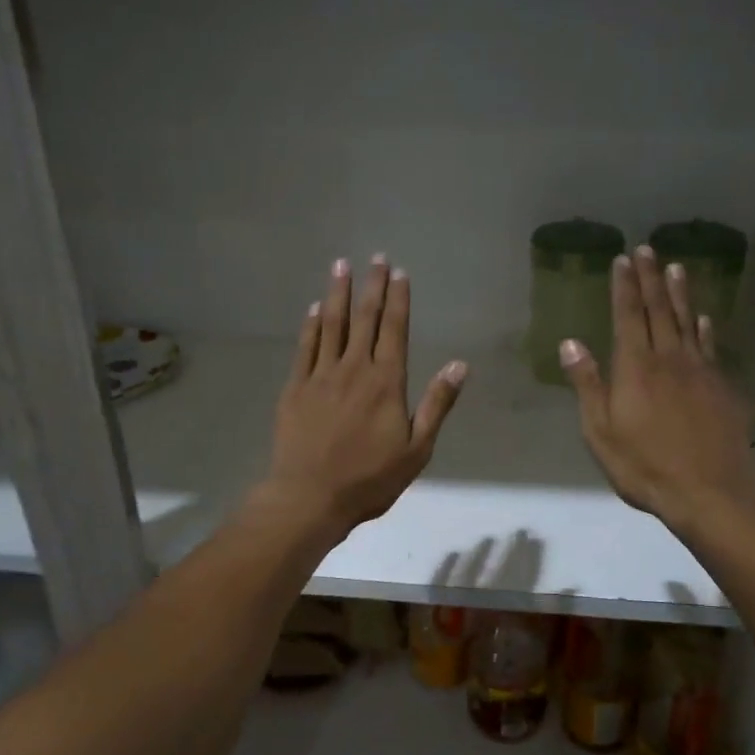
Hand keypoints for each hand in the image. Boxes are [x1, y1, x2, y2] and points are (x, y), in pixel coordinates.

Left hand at [257, 255, 467, 539]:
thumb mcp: (417, 449)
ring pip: (332, 325)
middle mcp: (354, 369)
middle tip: (376, 257)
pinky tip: (314, 308)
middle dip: (372, 286)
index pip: (394, 330)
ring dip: (338, 293)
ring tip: (341, 265)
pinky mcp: (295, 387)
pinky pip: (305, 347)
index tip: (400, 273)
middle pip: (364, 319)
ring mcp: (321, 376)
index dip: (398, 300)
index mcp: (386, 383)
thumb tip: (459, 365)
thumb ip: (437, 404)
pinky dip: (311, 325)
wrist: (310, 497)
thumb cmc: (370, 479)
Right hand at [561, 246, 754, 545]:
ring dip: (680, 294)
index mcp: (635, 368)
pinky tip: (704, 318)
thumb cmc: (644, 465)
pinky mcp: (720, 388)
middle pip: (659, 311)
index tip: (623, 259)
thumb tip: (571, 343)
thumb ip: (588, 385)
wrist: (708, 491)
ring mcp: (699, 371)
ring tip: (676, 267)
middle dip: (650, 279)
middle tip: (647, 249)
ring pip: (687, 322)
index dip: (625, 287)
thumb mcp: (601, 431)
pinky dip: (705, 328)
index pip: (628, 317)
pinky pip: (710, 347)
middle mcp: (669, 359)